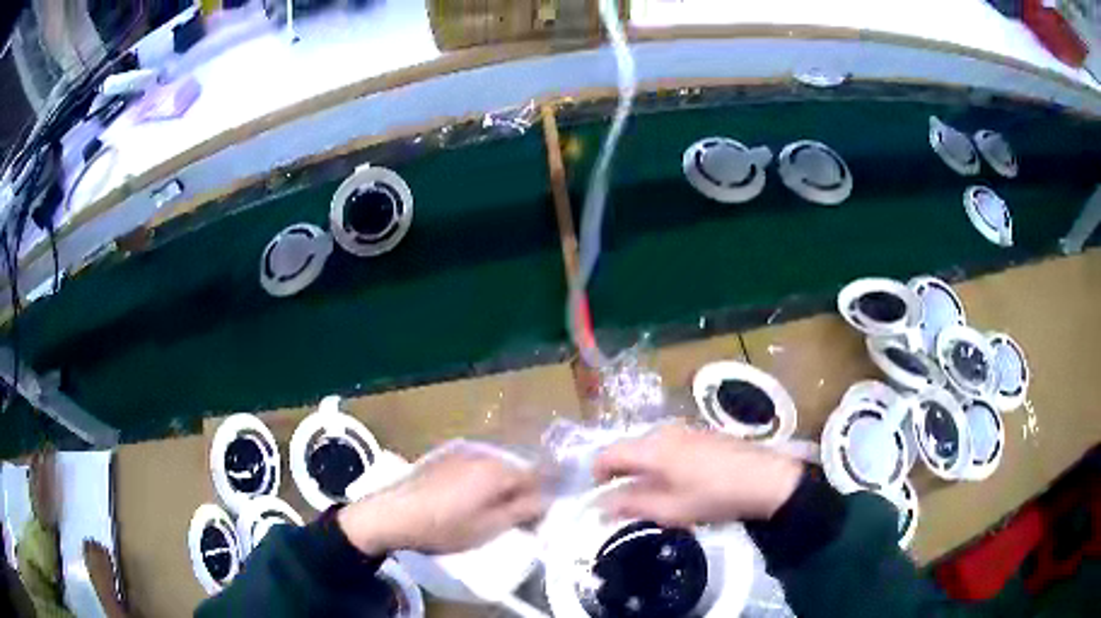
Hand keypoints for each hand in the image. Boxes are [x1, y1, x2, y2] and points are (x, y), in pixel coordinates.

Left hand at [338, 444, 544, 554]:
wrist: (391, 515)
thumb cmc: (444, 526)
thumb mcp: (489, 527)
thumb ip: (523, 511)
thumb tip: (546, 500)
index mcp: (498, 470)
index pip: (538, 476)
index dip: (544, 497)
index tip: (540, 519)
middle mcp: (483, 453)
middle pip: (516, 471)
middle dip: (522, 494)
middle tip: (517, 521)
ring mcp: (460, 452)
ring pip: (495, 469)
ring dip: (501, 489)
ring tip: (490, 514)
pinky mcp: (442, 457)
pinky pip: (475, 467)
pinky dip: (481, 483)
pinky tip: (467, 503)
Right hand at [592, 424, 802, 526]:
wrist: (763, 478)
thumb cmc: (712, 496)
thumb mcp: (669, 509)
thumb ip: (631, 505)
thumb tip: (601, 504)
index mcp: (651, 448)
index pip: (608, 454)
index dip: (597, 474)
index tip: (597, 495)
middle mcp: (663, 431)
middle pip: (628, 448)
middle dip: (620, 472)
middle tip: (624, 500)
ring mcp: (684, 429)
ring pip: (648, 446)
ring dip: (641, 467)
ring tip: (651, 493)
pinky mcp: (700, 433)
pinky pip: (667, 444)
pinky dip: (660, 461)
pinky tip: (676, 481)